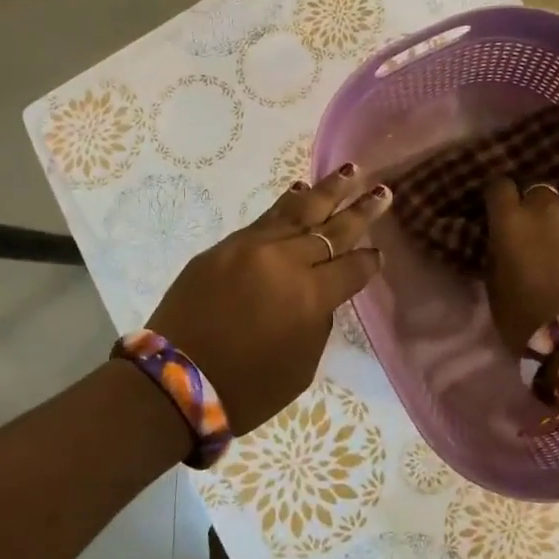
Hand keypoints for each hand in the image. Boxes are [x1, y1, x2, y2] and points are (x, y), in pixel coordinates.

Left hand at [148, 164, 390, 434]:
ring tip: (350, 171)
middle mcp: (285, 261)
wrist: (175, 381)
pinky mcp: (224, 246)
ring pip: (298, 211)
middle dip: (361, 210)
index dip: (369, 261)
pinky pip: (264, 218)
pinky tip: (300, 190)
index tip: (379, 253)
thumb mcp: (301, 366)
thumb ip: (318, 320)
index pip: (352, 267)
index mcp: (310, 296)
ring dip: (327, 191)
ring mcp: (251, 248)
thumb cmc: (246, 387)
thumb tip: (321, 291)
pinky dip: (286, 204)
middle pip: (331, 229)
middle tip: (383, 191)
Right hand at [483, 178, 558, 349]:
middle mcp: (551, 210)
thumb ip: (499, 257)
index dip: (501, 198)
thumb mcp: (496, 290)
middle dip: (538, 212)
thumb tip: (504, 246)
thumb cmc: (526, 321)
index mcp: (513, 222)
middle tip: (541, 239)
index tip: (502, 212)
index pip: (500, 187)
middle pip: (541, 194)